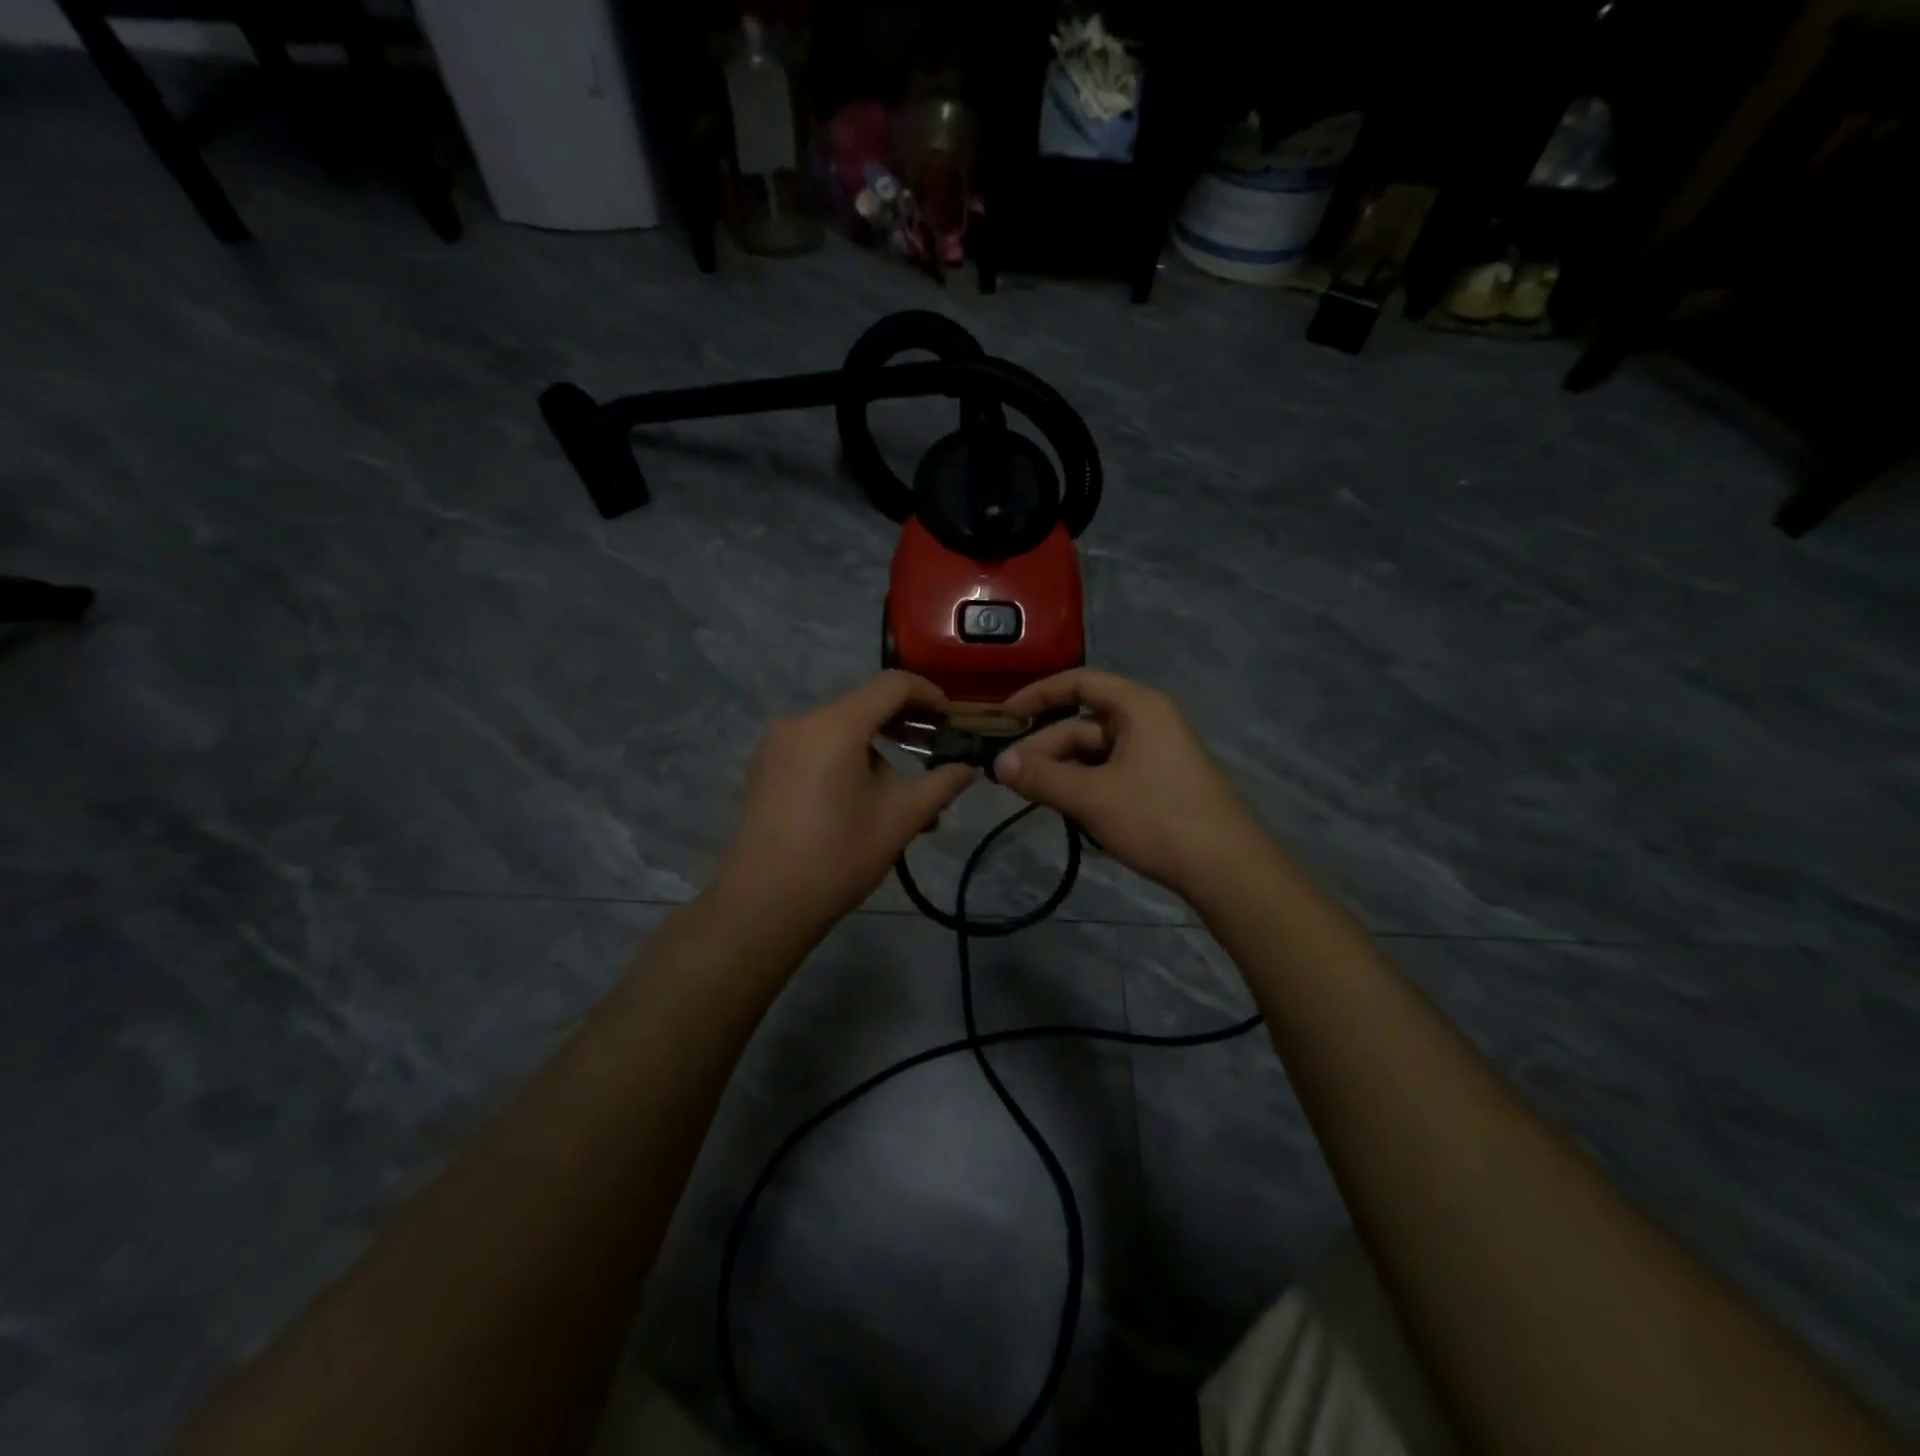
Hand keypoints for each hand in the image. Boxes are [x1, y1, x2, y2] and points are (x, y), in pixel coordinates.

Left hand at [714, 672, 976, 934]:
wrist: (764, 904)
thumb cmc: (838, 857)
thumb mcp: (900, 820)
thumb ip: (941, 785)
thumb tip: (969, 768)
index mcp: (835, 725)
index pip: (892, 685)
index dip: (929, 695)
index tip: (951, 721)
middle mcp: (801, 721)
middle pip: (864, 706)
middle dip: (904, 726)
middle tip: (933, 755)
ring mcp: (776, 743)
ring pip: (840, 729)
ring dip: (875, 750)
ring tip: (899, 796)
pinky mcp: (764, 766)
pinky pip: (815, 746)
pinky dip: (845, 758)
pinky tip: (859, 799)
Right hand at [993, 669, 1267, 896]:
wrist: (1227, 869)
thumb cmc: (1158, 818)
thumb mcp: (1091, 797)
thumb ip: (1041, 777)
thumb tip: (997, 764)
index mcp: (1137, 707)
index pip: (1079, 683)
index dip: (1037, 695)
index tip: (1004, 718)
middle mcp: (1148, 721)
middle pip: (1083, 725)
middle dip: (1046, 749)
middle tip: (1012, 780)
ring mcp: (1156, 753)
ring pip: (1095, 754)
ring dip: (1064, 773)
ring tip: (1037, 801)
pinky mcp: (1160, 783)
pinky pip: (1111, 774)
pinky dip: (1086, 788)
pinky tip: (1072, 815)